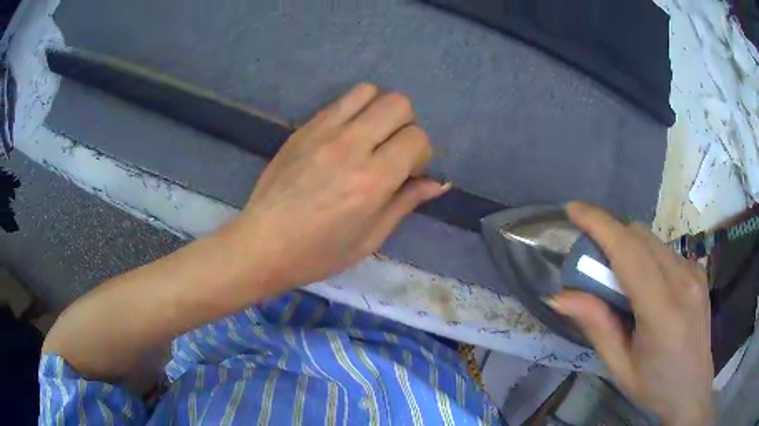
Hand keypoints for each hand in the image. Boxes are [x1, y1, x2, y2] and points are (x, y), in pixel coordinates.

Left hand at [224, 83, 448, 290]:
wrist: (262, 244)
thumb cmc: (318, 253)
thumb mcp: (370, 238)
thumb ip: (406, 203)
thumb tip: (439, 182)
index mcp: (372, 181)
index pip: (417, 139)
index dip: (422, 154)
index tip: (409, 171)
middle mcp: (350, 146)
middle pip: (398, 103)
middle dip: (406, 124)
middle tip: (392, 150)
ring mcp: (323, 132)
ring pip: (368, 91)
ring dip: (379, 110)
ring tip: (370, 137)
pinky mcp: (303, 128)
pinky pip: (339, 102)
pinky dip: (353, 111)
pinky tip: (344, 137)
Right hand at [548, 202, 714, 424]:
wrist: (693, 388)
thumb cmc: (654, 386)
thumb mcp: (620, 366)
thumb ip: (596, 326)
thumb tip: (560, 296)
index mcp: (662, 310)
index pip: (629, 252)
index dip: (600, 224)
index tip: (574, 210)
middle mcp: (683, 280)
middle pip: (640, 236)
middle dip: (611, 237)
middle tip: (593, 265)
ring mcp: (694, 272)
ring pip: (652, 240)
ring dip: (628, 248)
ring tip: (619, 283)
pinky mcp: (698, 270)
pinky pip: (664, 251)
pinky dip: (645, 257)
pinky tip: (645, 287)